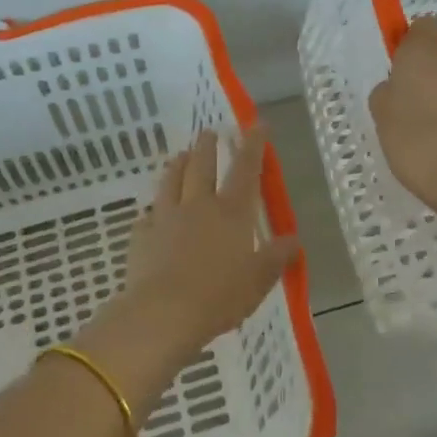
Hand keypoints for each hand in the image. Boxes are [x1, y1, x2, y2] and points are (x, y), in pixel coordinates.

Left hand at [75, 127, 297, 410]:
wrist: (164, 312)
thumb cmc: (220, 296)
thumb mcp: (258, 280)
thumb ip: (276, 257)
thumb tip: (294, 240)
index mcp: (231, 213)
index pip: (245, 170)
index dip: (253, 145)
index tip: (256, 124)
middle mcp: (198, 206)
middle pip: (202, 167)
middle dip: (207, 147)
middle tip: (208, 132)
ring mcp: (166, 218)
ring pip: (171, 182)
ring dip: (176, 166)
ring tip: (178, 156)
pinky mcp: (142, 236)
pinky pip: (147, 217)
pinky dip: (151, 212)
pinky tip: (150, 215)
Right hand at [369, 15, 436, 229]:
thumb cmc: (420, 142)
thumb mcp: (382, 117)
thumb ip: (386, 92)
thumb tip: (396, 88)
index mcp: (426, 49)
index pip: (422, 25)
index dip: (410, 43)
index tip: (398, 70)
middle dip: (428, 72)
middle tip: (409, 105)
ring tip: (431, 132)